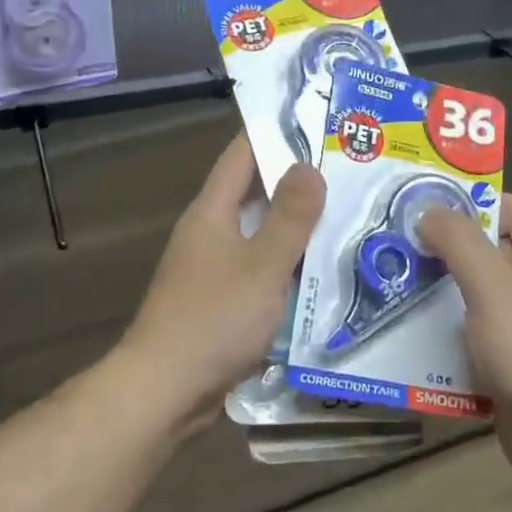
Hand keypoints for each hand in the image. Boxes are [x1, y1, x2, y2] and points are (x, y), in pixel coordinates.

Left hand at [118, 135, 324, 429]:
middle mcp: (209, 231)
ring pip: (260, 232)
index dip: (275, 131)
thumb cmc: (213, 319)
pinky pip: (260, 267)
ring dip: (296, 224)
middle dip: (297, 179)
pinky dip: (287, 262)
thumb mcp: (263, 265)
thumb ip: (290, 216)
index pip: (242, 153)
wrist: (164, 392)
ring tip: (346, 213)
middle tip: (348, 169)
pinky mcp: (220, 300)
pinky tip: (322, 269)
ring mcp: (212, 267)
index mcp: (212, 211)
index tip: (316, 120)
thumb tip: (310, 165)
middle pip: (254, 191)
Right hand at [419, 196, 511, 499]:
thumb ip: (457, 239)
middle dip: (444, 252)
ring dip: (440, 298)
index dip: (469, 202)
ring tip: (392, 294)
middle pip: (490, 251)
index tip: (422, 211)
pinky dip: (451, 340)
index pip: (508, 206)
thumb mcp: (490, 283)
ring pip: (479, 298)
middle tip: (396, 252)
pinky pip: (479, 340)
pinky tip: (413, 345)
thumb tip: (429, 212)